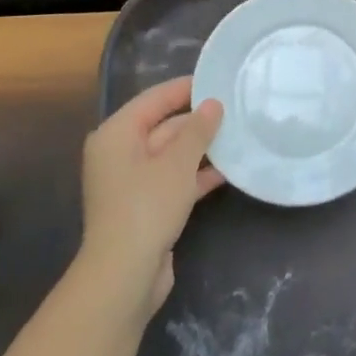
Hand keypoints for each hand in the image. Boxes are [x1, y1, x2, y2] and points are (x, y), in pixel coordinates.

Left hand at [78, 77, 224, 318]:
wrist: (124, 275)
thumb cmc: (147, 207)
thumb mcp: (178, 162)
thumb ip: (198, 129)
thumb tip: (213, 103)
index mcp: (116, 134)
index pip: (155, 99)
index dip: (187, 88)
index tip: (220, 79)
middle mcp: (120, 153)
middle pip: (164, 125)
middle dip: (199, 120)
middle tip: (237, 108)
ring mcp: (132, 182)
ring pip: (172, 154)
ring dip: (202, 148)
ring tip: (238, 135)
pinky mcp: (146, 206)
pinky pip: (174, 179)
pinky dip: (197, 174)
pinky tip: (229, 170)